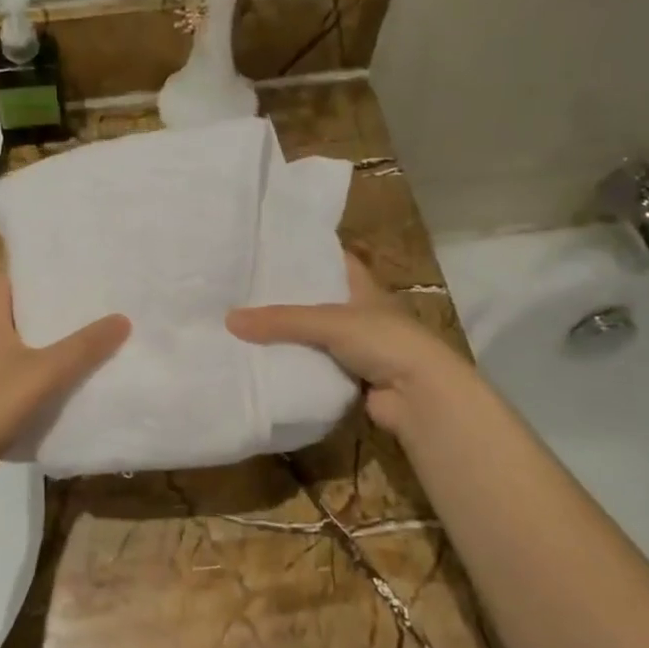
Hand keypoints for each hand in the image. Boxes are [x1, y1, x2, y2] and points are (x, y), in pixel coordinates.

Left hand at [0, 275, 128, 460]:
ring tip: (72, 338)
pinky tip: (51, 378)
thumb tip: (122, 318)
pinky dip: (27, 365)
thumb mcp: (48, 371)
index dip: (26, 273)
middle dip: (39, 306)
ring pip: (7, 340)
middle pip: (6, 309)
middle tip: (76, 304)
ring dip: (35, 338)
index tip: (58, 273)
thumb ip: (85, 346)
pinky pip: (5, 367)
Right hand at [227, 253, 472, 437]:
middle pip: (314, 299)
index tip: (266, 250)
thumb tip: (229, 320)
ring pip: (311, 336)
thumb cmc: (384, 341)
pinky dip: (292, 365)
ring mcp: (354, 347)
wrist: (420, 397)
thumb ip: (281, 320)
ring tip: (240, 324)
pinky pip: (312, 366)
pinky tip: (261, 361)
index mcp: (362, 286)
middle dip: (284, 297)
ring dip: (285, 336)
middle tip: (240, 290)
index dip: (303, 253)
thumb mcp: (330, 321)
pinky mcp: (347, 377)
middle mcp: (358, 312)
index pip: (330, 260)